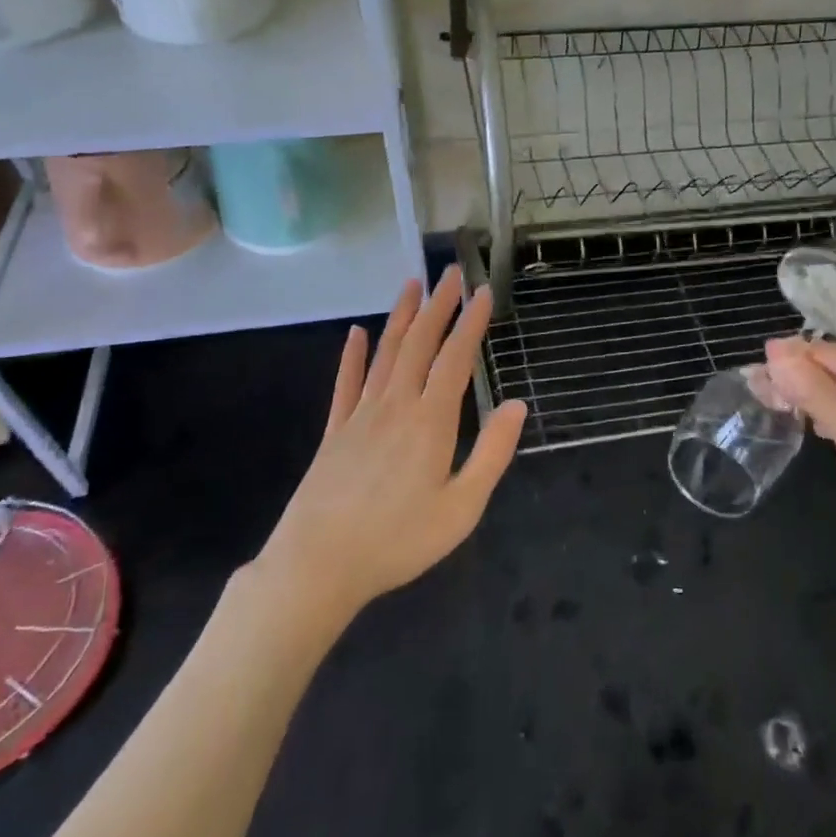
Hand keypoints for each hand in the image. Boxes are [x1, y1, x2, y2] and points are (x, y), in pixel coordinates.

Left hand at [260, 266, 527, 622]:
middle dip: (438, 305)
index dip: (471, 323)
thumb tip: (516, 405)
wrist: (318, 564)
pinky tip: (356, 333)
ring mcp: (360, 415)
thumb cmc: (399, 541)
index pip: (455, 359)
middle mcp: (395, 405)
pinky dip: (352, 355)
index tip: (483, 293)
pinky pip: (346, 383)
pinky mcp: (334, 431)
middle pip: (419, 344)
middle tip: (450, 272)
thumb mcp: (461, 507)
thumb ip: (492, 454)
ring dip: (401, 316)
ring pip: (385, 353)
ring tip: (412, 284)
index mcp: (430, 421)